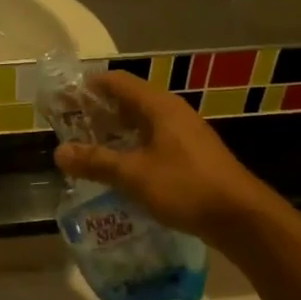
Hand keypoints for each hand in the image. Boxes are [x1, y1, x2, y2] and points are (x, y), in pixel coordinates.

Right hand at [53, 72, 273, 245]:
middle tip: (69, 126)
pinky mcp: (190, 156)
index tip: (63, 97)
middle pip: (129, 101)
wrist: (240, 217)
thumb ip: (96, 162)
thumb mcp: (134, 175)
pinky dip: (131, 148)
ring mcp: (184, 134)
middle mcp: (172, 113)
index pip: (117, 82)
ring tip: (87, 147)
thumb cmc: (185, 186)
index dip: (89, 86)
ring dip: (114, 132)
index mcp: (159, 106)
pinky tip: (118, 168)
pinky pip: (153, 142)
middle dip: (98, 111)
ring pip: (141, 124)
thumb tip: (59, 153)